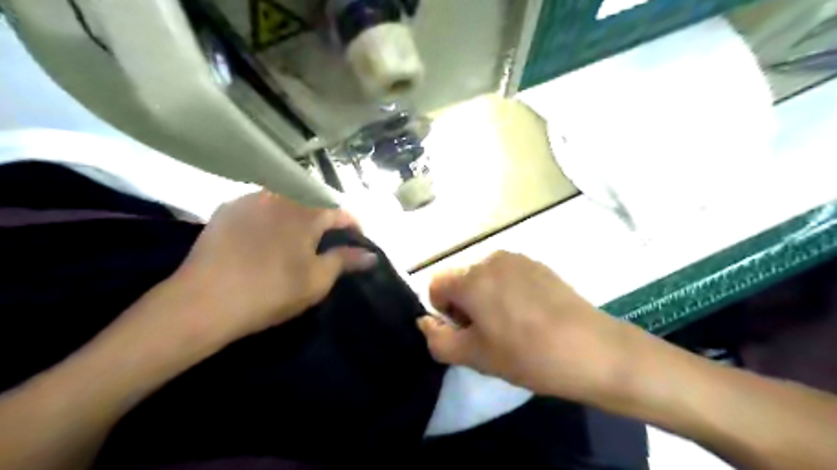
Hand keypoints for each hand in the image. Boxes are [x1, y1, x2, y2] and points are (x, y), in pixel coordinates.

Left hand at [173, 189, 375, 340]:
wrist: (205, 301)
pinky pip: (260, 205)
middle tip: (329, 240)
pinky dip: (272, 216)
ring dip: (299, 214)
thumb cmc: (272, 291)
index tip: (359, 241)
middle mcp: (281, 196)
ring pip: (285, 200)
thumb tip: (370, 255)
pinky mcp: (227, 209)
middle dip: (326, 218)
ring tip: (299, 236)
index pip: (340, 212)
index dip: (353, 226)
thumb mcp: (317, 280)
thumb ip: (345, 261)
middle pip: (313, 201)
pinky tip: (267, 235)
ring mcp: (251, 200)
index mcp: (307, 212)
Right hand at [418, 252, 635, 401]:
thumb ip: (438, 339)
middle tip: (488, 333)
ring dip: (485, 297)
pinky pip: (508, 274)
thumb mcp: (474, 356)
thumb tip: (425, 322)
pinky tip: (530, 315)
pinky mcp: (539, 264)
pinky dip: (507, 291)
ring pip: (485, 276)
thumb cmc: (527, 354)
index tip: (465, 332)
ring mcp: (518, 258)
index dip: (443, 311)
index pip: (436, 284)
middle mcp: (491, 258)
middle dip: (464, 304)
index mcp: (471, 277)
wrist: (593, 350)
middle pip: (461, 279)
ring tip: (510, 324)